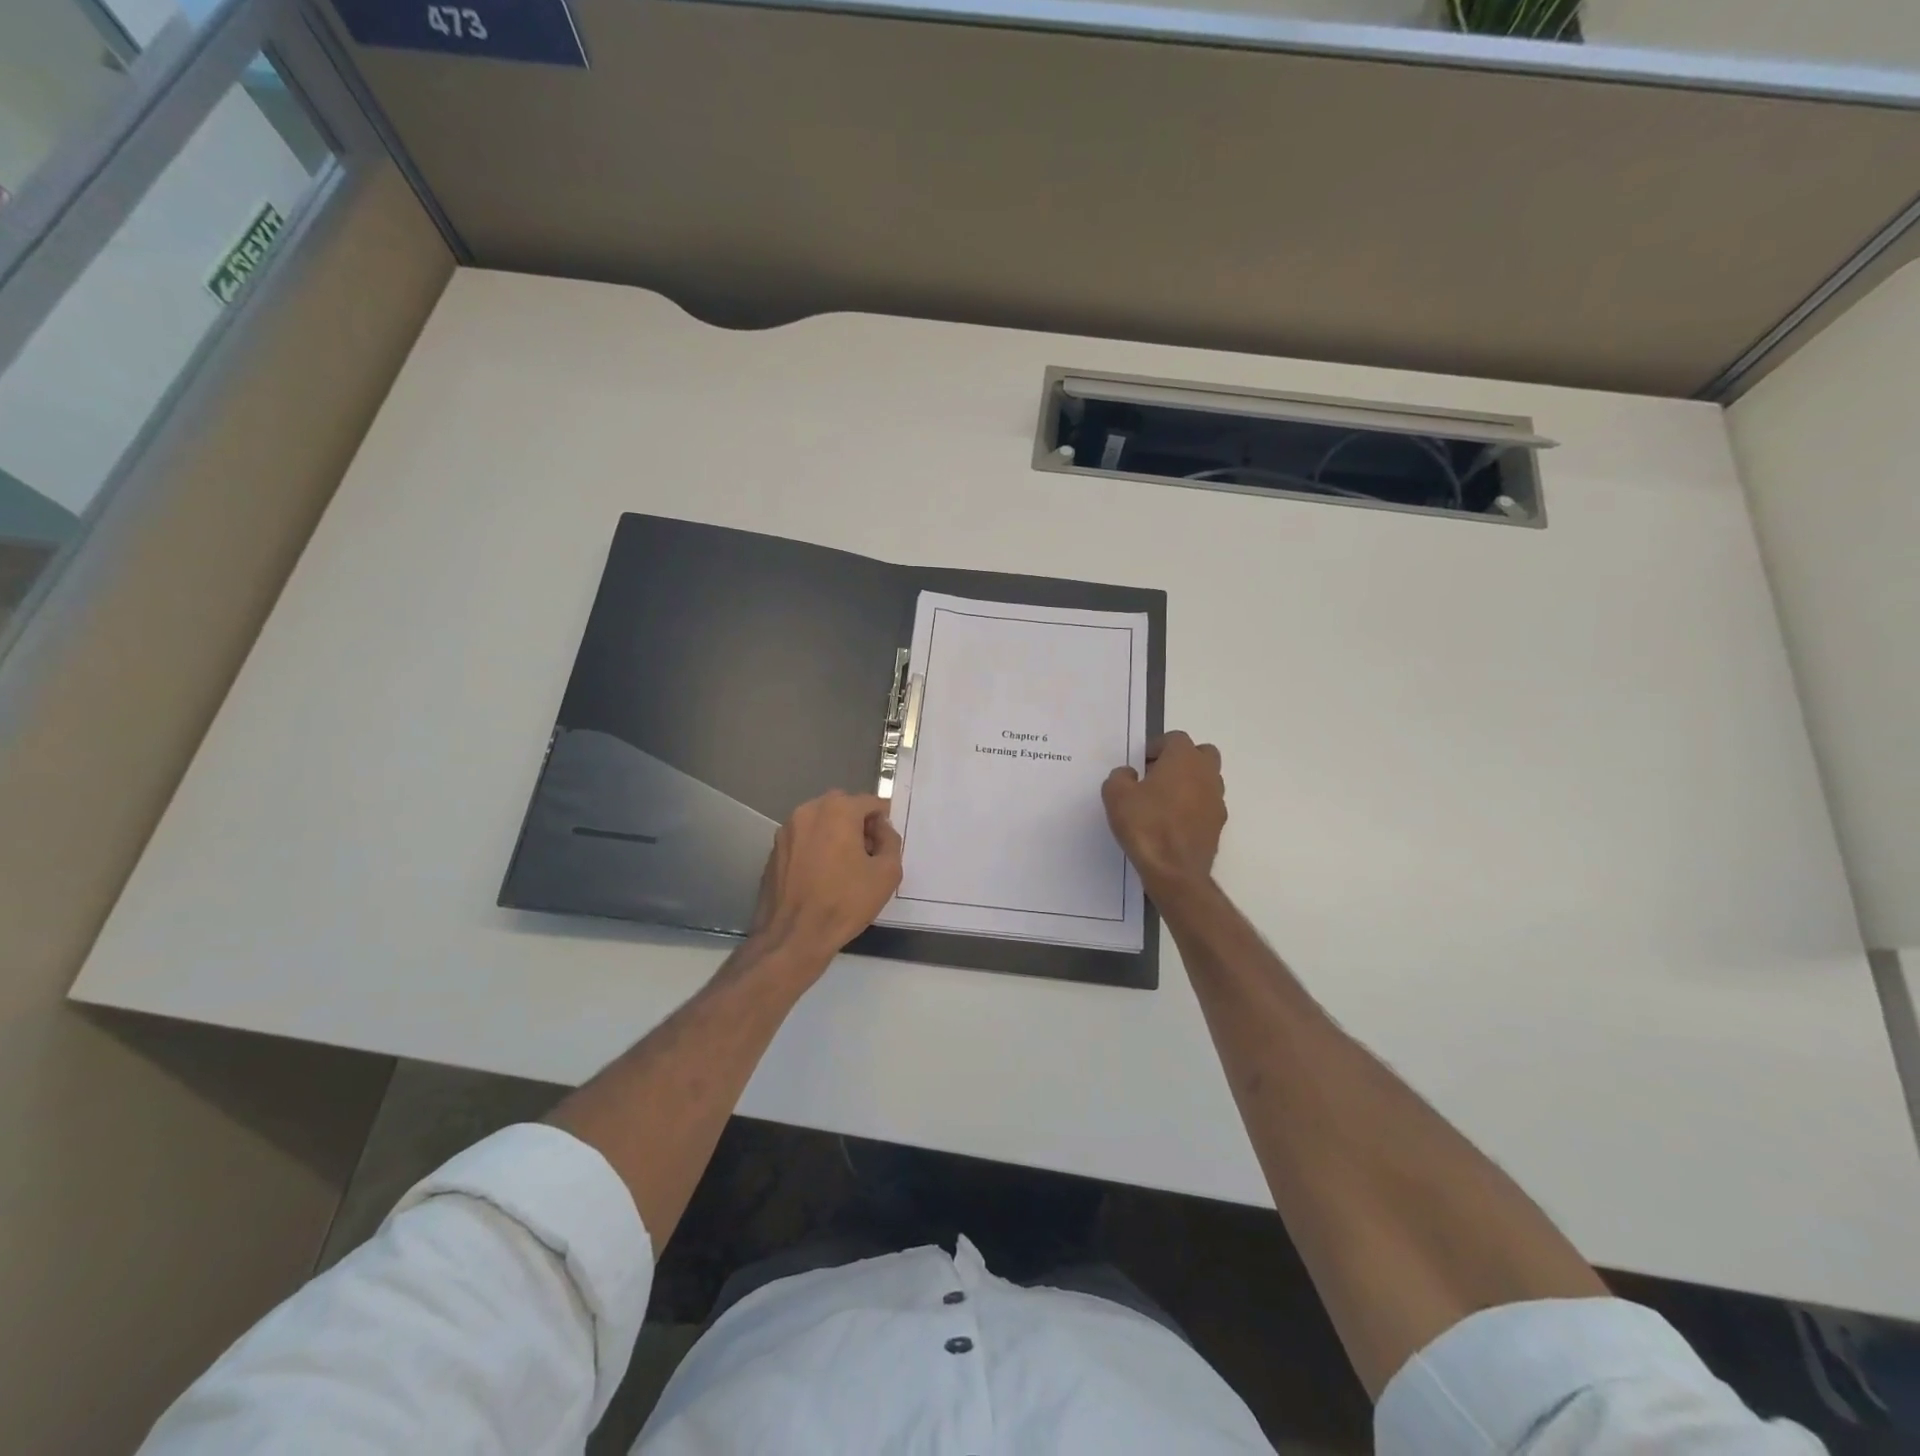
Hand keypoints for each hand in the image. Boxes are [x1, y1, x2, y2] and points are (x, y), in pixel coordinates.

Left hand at [750, 791, 903, 966]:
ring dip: (835, 833)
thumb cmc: (845, 903)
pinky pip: (803, 839)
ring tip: (844, 866)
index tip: (886, 843)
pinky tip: (822, 876)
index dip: (883, 821)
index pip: (870, 802)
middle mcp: (808, 811)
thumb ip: (890, 841)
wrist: (793, 936)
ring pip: (820, 821)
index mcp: (837, 810)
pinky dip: (816, 847)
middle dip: (857, 823)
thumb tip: (881, 829)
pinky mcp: (774, 850)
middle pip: (842, 806)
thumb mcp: (887, 873)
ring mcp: (786, 830)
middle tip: (868, 853)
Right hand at [1102, 731, 1226, 896]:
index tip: (1140, 763)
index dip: (1156, 747)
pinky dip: (1193, 806)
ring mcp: (1217, 799)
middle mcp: (1206, 774)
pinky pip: (1206, 804)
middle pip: (1201, 754)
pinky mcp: (1218, 824)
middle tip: (1157, 775)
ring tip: (1163, 800)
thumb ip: (1120, 776)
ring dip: (1189, 782)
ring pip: (1206, 779)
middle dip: (1181, 759)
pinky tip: (1173, 822)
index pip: (1175, 738)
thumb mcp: (1116, 795)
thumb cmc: (1145, 825)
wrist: (1175, 871)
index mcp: (1184, 759)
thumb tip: (1130, 775)